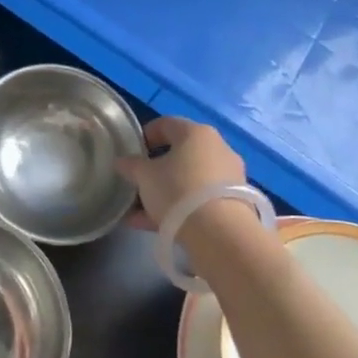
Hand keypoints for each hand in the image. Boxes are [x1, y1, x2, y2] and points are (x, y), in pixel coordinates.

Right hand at [115, 117, 246, 228]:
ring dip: (165, 192)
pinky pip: (199, 200)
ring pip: (189, 180)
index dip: (145, 135)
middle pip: (180, 154)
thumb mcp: (144, 176)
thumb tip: (122, 161)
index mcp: (196, 133)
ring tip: (140, 211)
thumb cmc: (177, 190)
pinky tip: (154, 225)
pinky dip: (179, 208)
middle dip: (156, 169)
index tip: (132, 152)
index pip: (166, 124)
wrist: (220, 232)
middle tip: (138, 182)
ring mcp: (229, 177)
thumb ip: (131, 166)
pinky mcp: (234, 203)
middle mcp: (218, 149)